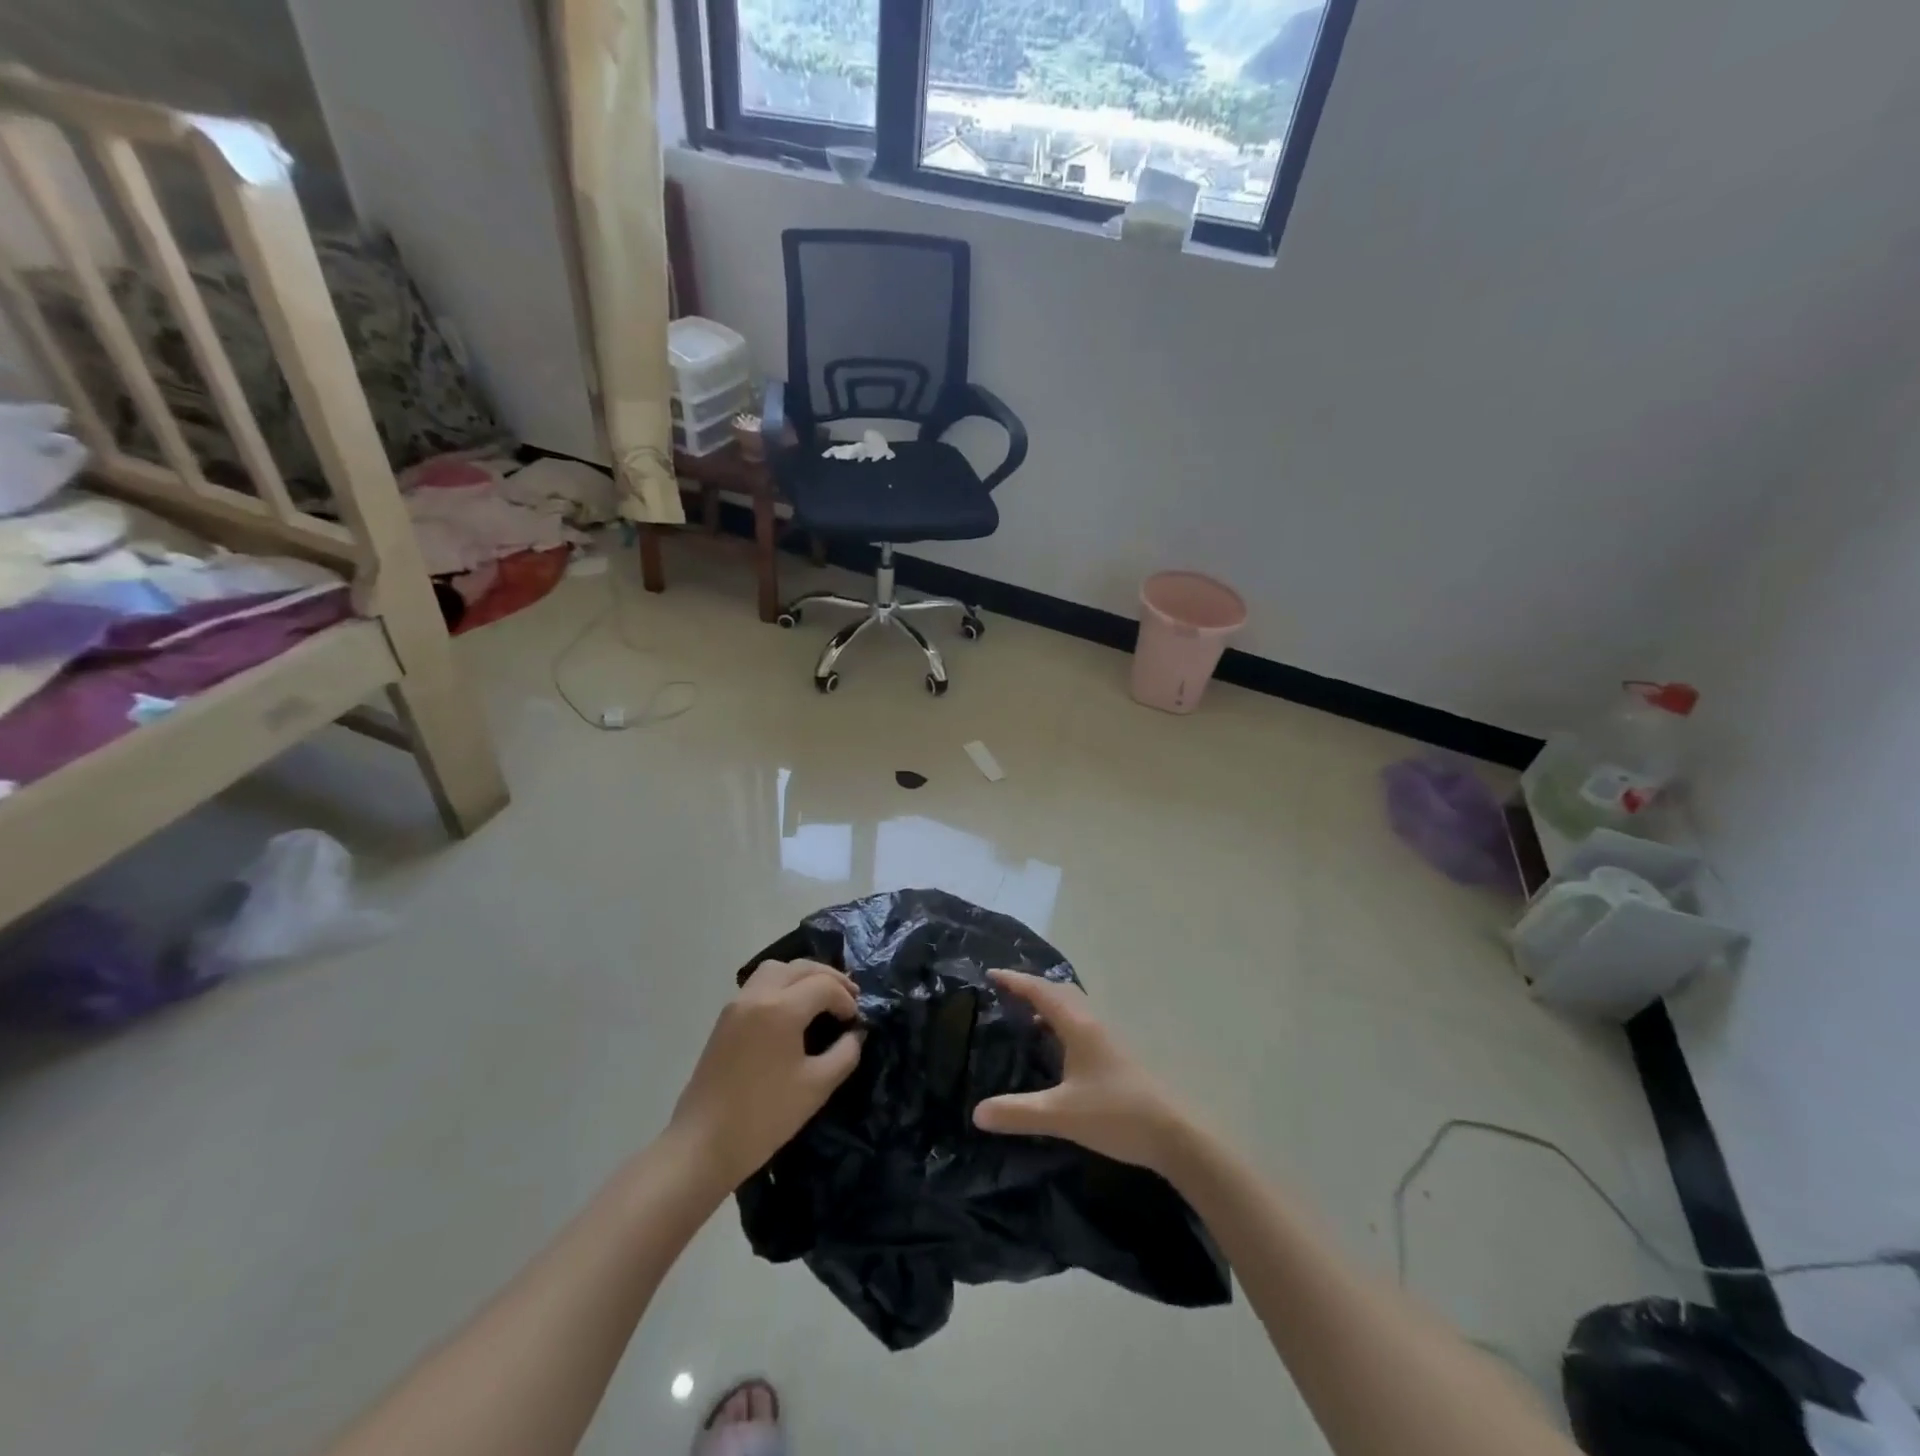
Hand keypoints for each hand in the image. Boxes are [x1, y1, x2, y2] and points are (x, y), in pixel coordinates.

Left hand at [670, 959, 863, 1187]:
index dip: (846, 999)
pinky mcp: (725, 1019)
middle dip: (830, 978)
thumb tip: (855, 1033)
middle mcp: (758, 995)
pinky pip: (760, 984)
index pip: (824, 986)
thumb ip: (844, 1054)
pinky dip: (783, 985)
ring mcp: (737, 1004)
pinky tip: (793, 1010)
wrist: (702, 1145)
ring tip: (822, 997)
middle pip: (801, 968)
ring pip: (777, 969)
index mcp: (781, 1008)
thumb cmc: (764, 1116)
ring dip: (803, 976)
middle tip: (850, 998)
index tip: (857, 1021)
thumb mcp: (816, 1087)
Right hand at [973, 969, 1192, 1173]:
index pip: (1041, 991)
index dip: (1015, 980)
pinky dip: (1062, 1022)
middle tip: (1005, 994)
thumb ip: (1017, 1112)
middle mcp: (1093, 1023)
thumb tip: (977, 1113)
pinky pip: (1082, 1023)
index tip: (991, 974)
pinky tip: (1055, 1048)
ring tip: (1024, 1018)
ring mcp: (1108, 1038)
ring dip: (1049, 1004)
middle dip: (1032, 987)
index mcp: (1078, 1025)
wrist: (1172, 1133)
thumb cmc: (1114, 1114)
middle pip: (1060, 991)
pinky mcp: (1116, 1055)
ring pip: (1074, 1007)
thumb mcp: (1060, 1115)